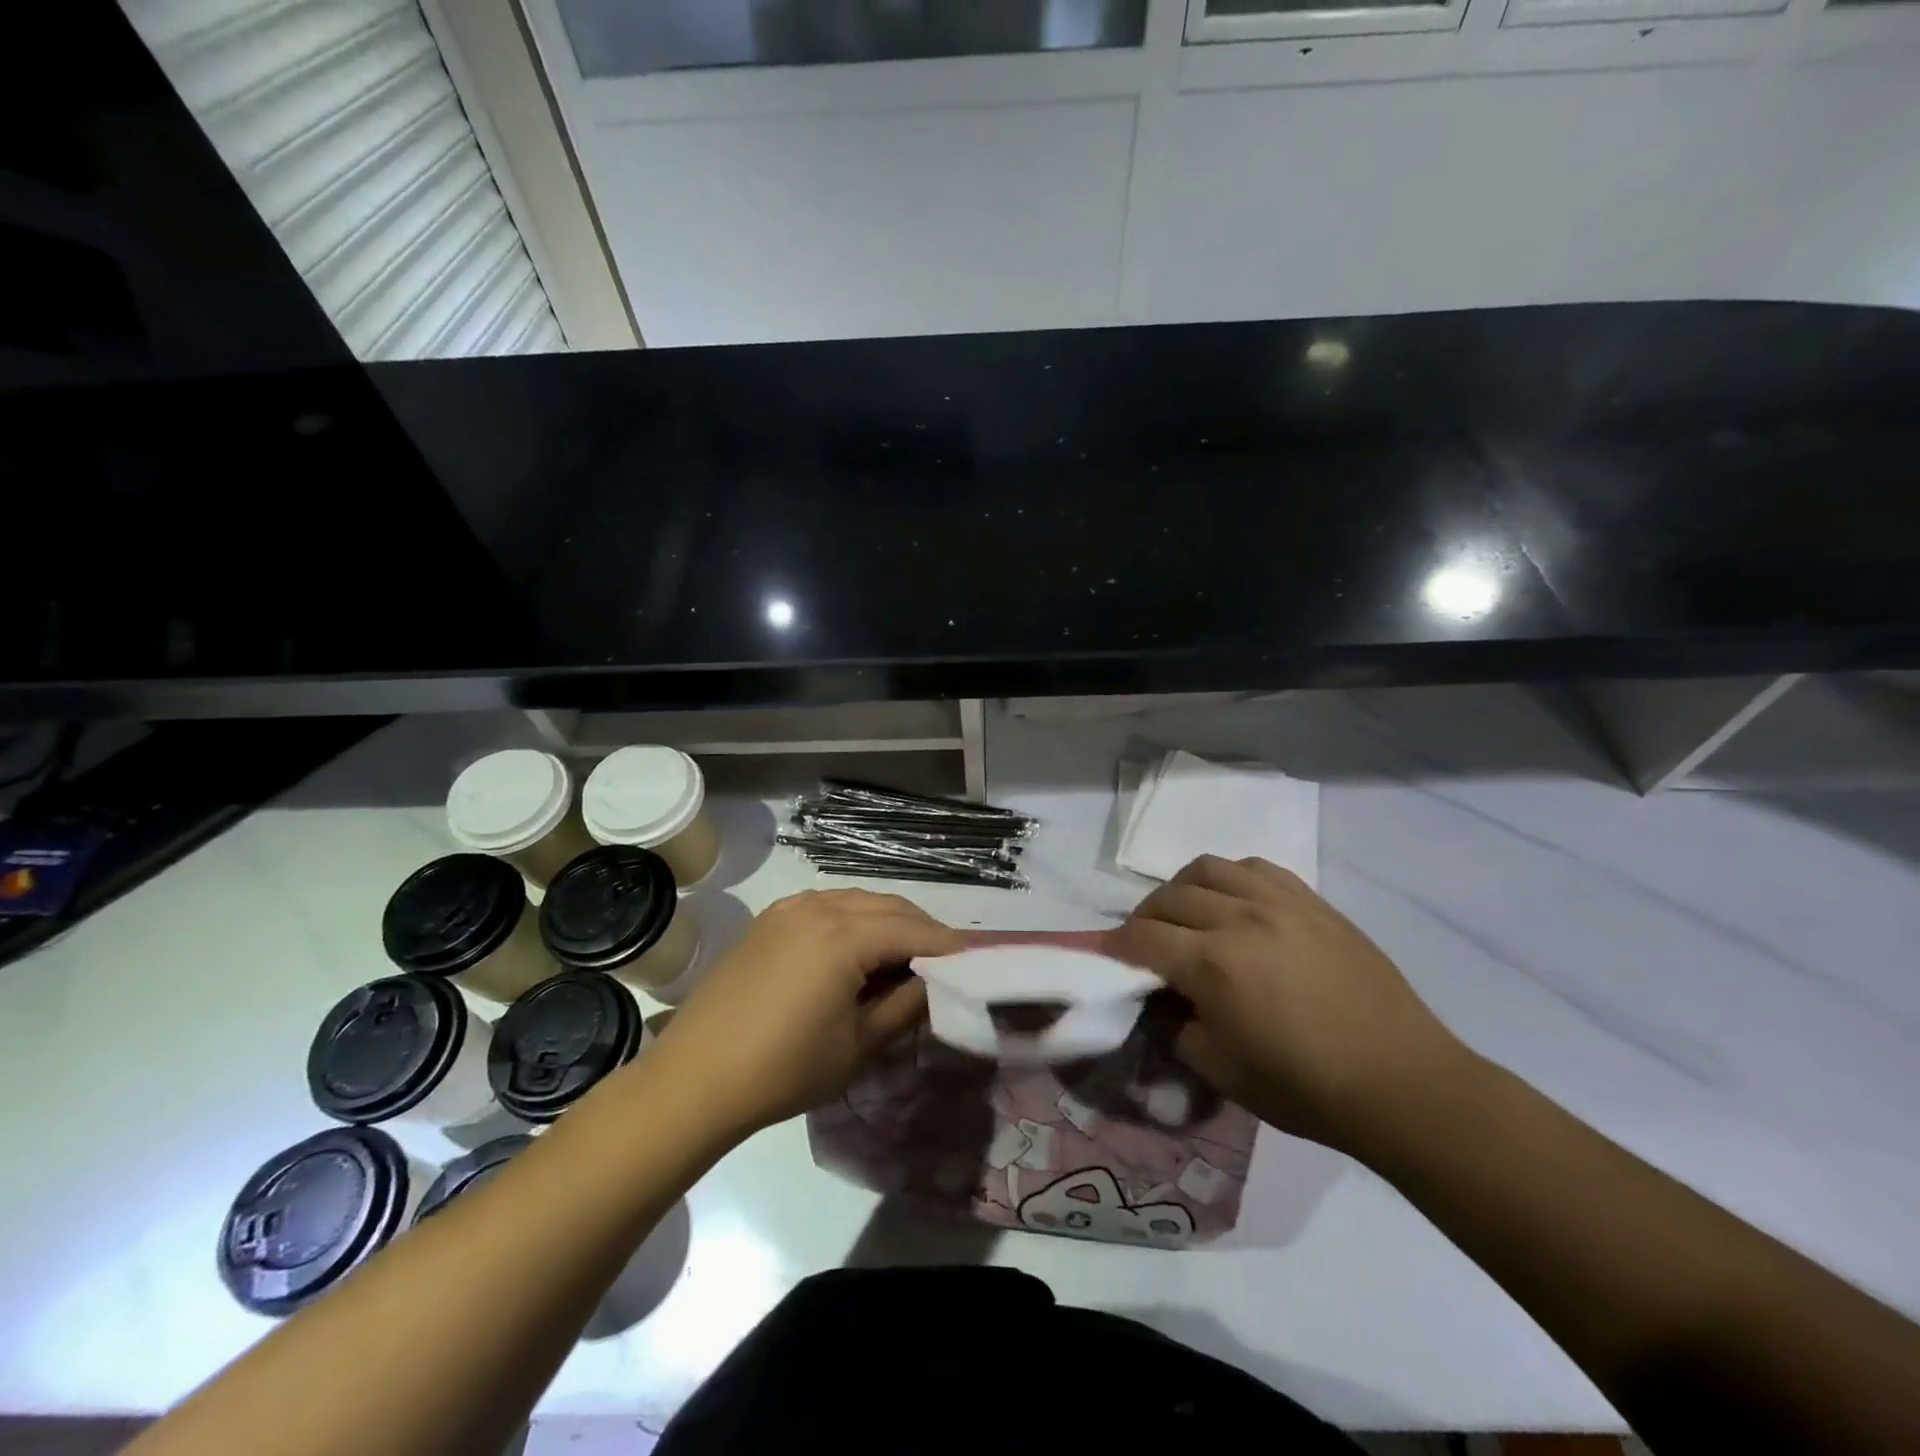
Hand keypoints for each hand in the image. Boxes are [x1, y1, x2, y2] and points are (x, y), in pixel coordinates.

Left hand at [649, 889, 963, 1136]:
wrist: (694, 1079)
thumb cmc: (784, 1069)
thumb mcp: (858, 1045)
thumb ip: (906, 1006)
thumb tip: (936, 983)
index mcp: (844, 935)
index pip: (914, 931)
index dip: (949, 947)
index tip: (976, 962)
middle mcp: (819, 906)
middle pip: (889, 907)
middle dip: (922, 931)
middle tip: (944, 964)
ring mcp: (790, 908)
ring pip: (859, 902)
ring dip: (889, 922)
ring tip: (904, 959)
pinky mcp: (770, 919)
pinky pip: (828, 906)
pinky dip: (854, 920)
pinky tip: (857, 951)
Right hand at [1108, 855, 1464, 1150]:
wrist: (1402, 1083)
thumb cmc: (1306, 1088)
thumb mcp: (1221, 1072)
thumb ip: (1175, 1028)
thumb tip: (1158, 998)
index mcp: (1212, 963)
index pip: (1142, 937)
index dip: (1116, 946)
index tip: (1108, 957)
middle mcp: (1239, 918)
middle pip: (1169, 897)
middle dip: (1145, 918)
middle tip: (1146, 944)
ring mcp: (1279, 902)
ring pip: (1209, 868)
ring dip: (1183, 888)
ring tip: (1187, 913)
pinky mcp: (1312, 901)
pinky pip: (1256, 867)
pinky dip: (1231, 878)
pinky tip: (1235, 901)